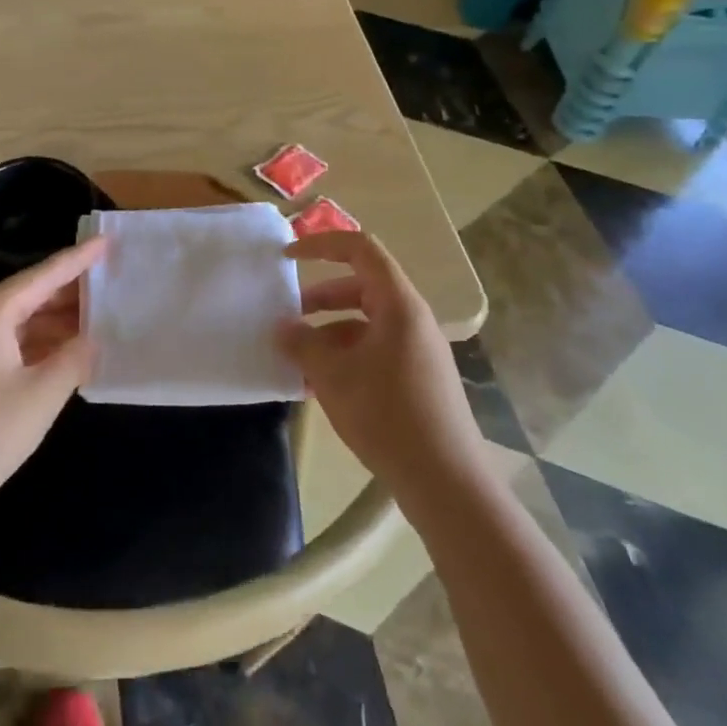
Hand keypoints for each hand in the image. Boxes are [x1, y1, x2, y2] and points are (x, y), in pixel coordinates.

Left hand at [0, 237, 106, 530]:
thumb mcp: (42, 395)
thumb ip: (75, 358)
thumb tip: (94, 338)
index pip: (43, 275)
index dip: (78, 259)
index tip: (108, 241)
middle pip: (31, 293)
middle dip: (72, 290)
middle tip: (113, 283)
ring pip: (22, 320)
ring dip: (58, 319)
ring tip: (100, 316)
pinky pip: (11, 342)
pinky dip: (41, 342)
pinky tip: (68, 352)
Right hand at [277, 232, 484, 507]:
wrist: (445, 481)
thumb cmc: (387, 415)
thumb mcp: (333, 376)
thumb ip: (302, 344)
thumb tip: (281, 328)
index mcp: (398, 304)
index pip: (360, 250)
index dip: (321, 244)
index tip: (287, 257)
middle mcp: (411, 319)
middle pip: (361, 287)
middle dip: (320, 298)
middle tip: (287, 316)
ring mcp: (417, 349)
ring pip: (365, 323)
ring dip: (329, 332)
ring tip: (297, 359)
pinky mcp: (417, 377)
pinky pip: (374, 350)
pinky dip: (345, 356)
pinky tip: (319, 387)